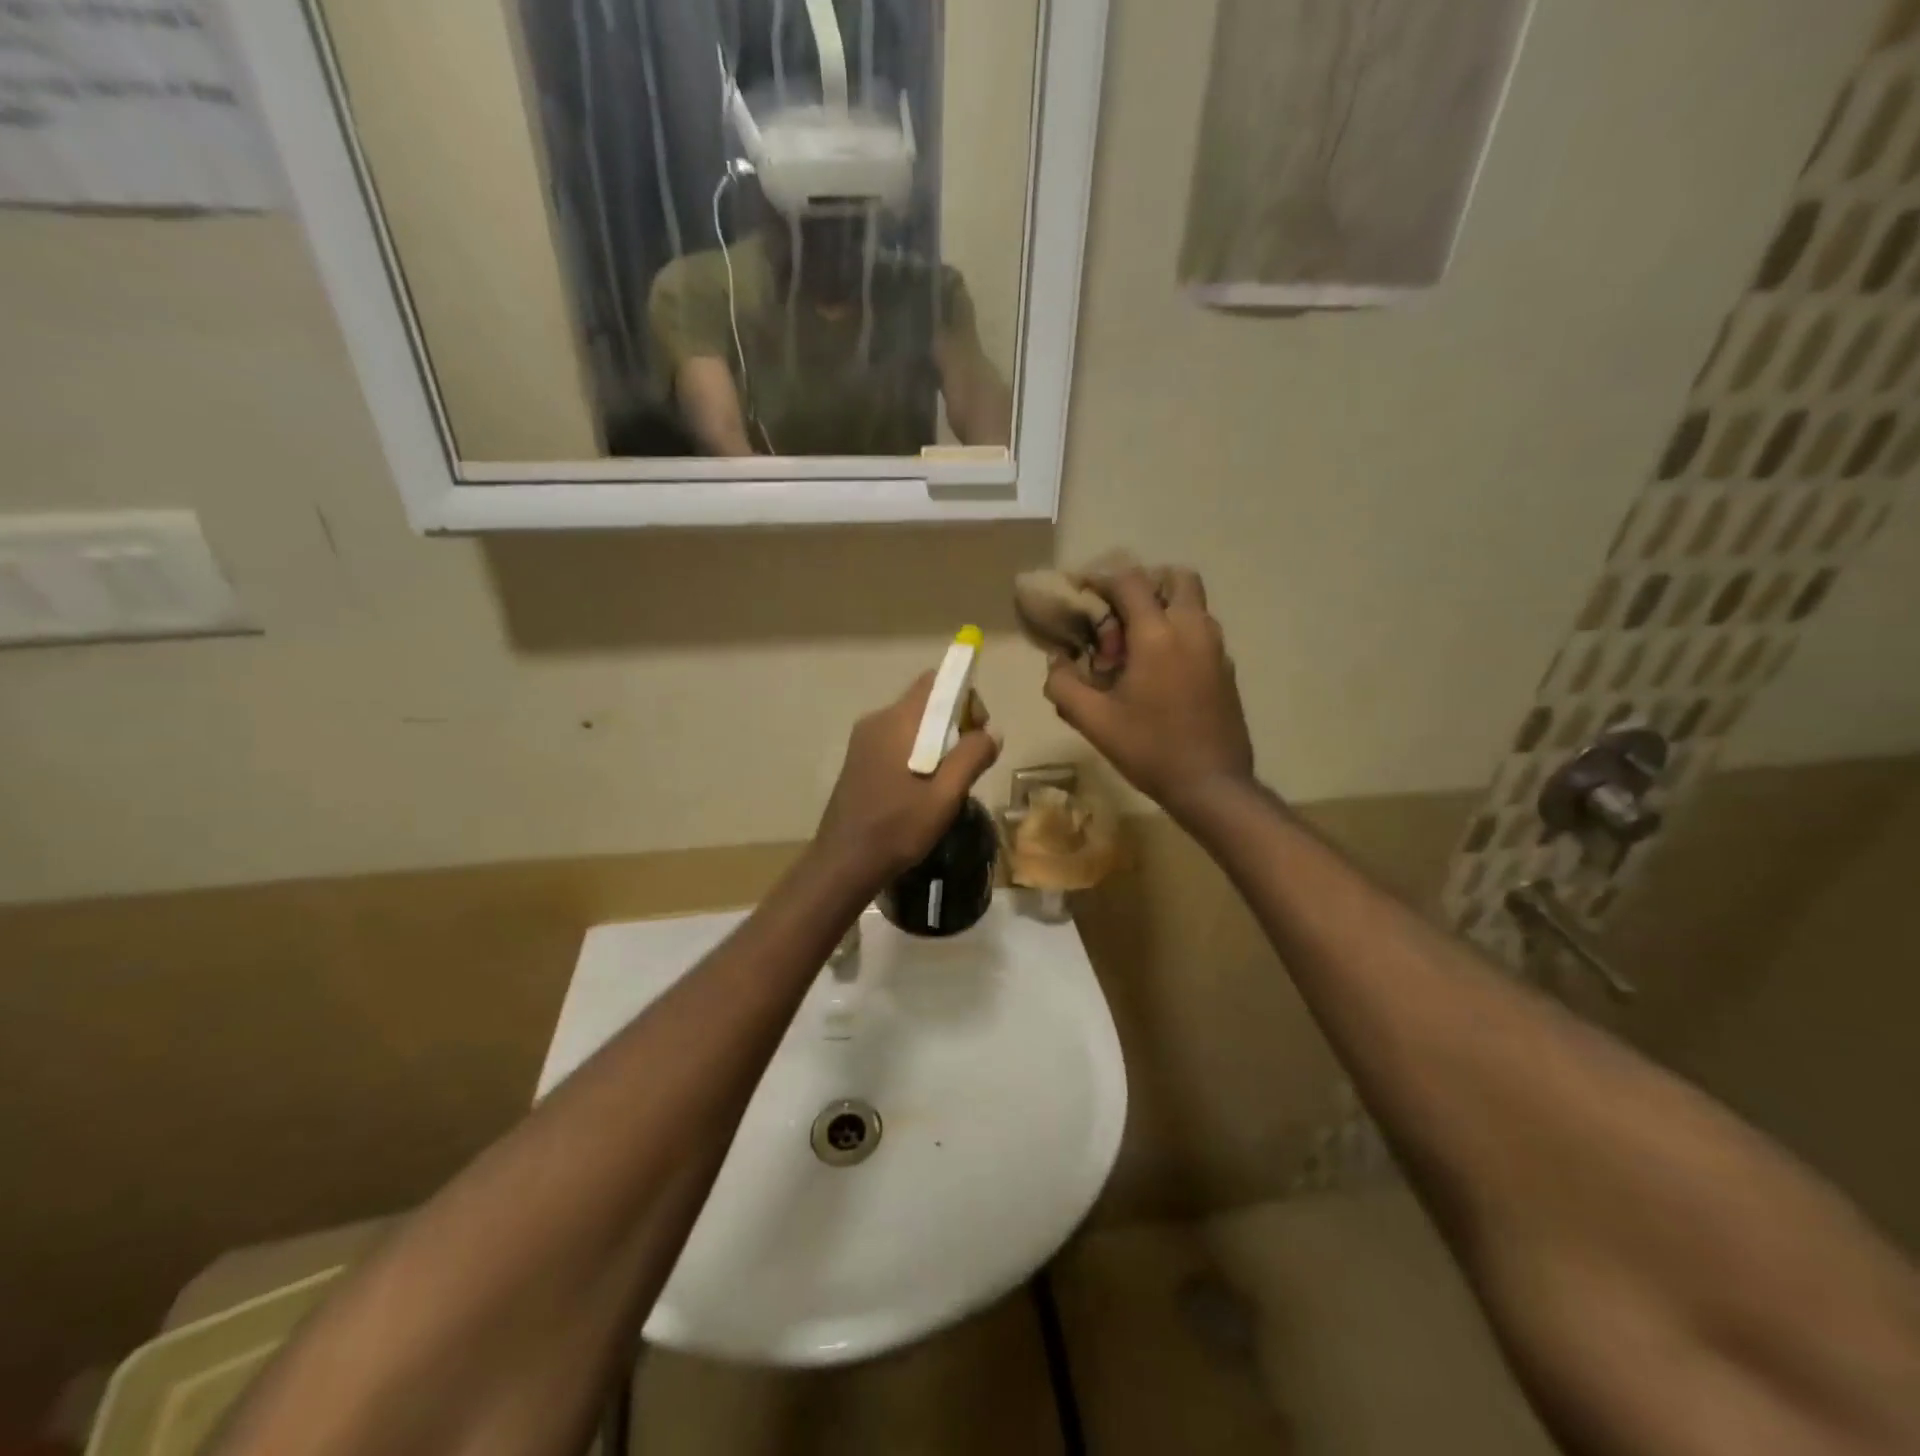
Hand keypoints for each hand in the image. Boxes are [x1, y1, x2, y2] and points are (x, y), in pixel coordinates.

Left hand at [815, 672, 1002, 888]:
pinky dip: (918, 753)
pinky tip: (922, 789)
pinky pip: (897, 741)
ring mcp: (863, 741)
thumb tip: (991, 733)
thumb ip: (972, 757)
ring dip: (938, 742)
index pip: (936, 681)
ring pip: (912, 724)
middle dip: (955, 723)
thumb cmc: (897, 828)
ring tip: (946, 782)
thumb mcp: (945, 795)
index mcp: (897, 721)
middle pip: (926, 702)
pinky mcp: (858, 760)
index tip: (976, 732)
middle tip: (967, 764)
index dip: (964, 697)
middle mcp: (876, 720)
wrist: (843, 863)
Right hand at [1044, 566, 1254, 820]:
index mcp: (1157, 635)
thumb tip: (1057, 661)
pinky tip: (1159, 673)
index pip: (1130, 581)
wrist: (1212, 785)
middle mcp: (1192, 629)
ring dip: (1163, 610)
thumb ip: (1064, 685)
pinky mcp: (1226, 669)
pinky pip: (1201, 631)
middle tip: (1120, 616)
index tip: (1084, 597)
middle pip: (1176, 577)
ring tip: (1136, 648)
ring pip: (1193, 604)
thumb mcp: (1094, 721)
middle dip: (1145, 585)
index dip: (1103, 581)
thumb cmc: (1149, 749)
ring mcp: (1216, 648)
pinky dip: (1179, 633)